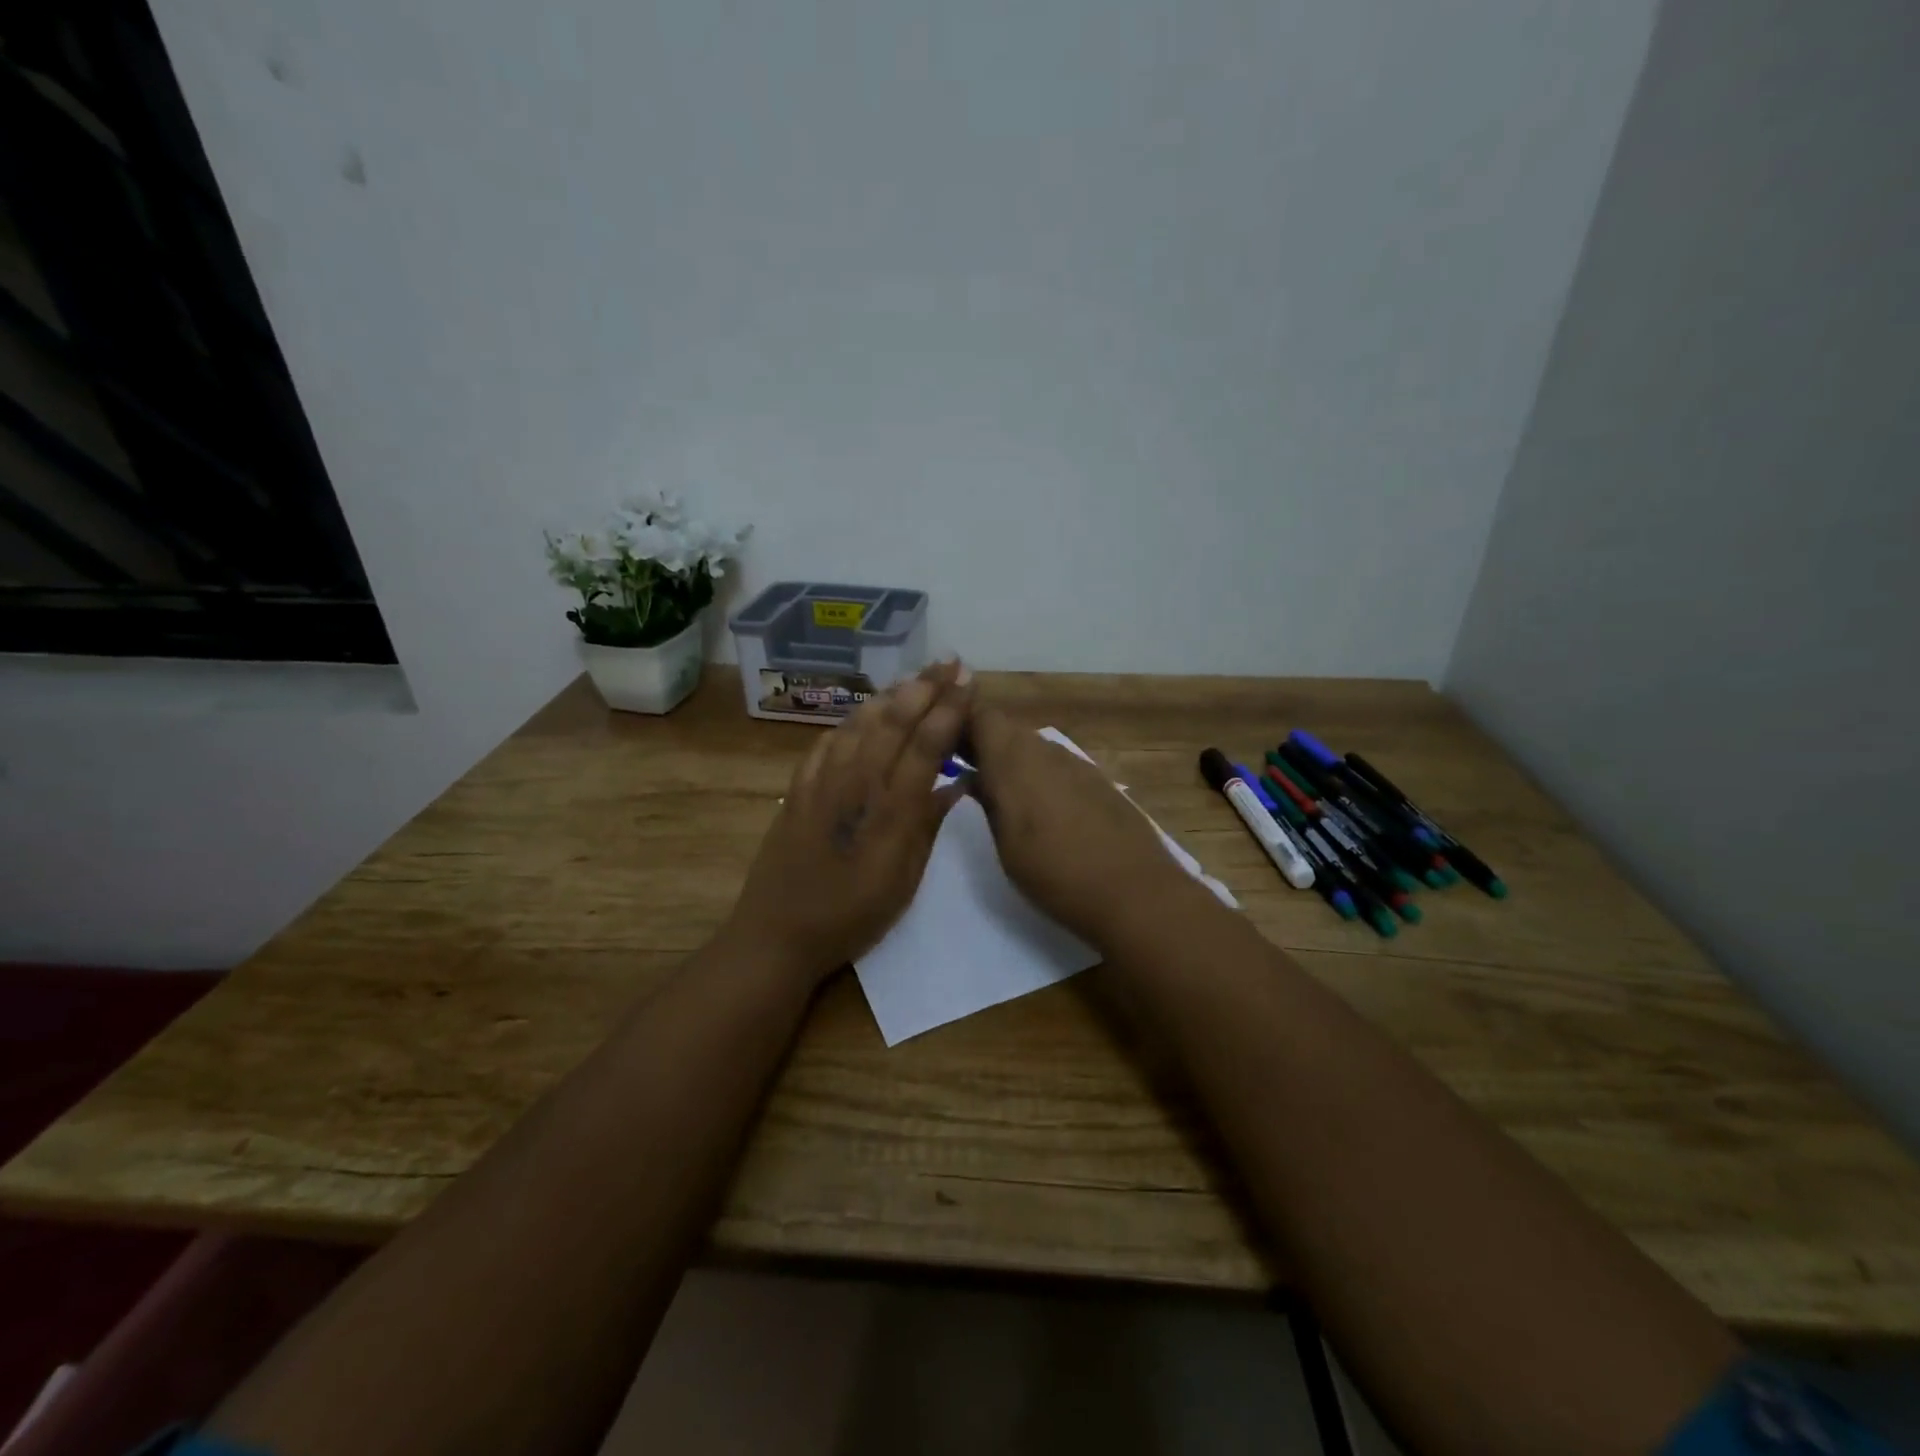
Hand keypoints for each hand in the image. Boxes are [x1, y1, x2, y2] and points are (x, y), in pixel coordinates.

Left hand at [726, 661, 973, 982]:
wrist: (779, 932)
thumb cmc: (853, 915)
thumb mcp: (905, 880)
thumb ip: (928, 825)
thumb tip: (957, 782)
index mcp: (891, 809)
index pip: (926, 744)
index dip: (949, 708)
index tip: (968, 680)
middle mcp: (857, 783)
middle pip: (894, 721)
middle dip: (925, 686)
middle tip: (948, 661)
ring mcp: (823, 781)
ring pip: (860, 723)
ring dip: (890, 695)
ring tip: (913, 678)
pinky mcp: (798, 788)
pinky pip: (828, 742)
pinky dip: (851, 721)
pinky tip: (863, 715)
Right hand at [967, 701, 1196, 947]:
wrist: (1134, 891)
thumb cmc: (1055, 874)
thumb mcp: (1005, 844)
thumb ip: (987, 801)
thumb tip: (974, 777)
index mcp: (1015, 760)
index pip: (980, 716)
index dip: (960, 725)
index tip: (944, 748)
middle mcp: (1047, 750)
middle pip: (1007, 729)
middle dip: (984, 745)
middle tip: (967, 774)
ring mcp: (1078, 764)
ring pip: (1035, 747)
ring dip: (1014, 761)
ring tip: (1003, 796)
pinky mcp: (1100, 781)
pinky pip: (1060, 766)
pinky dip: (1043, 777)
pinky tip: (1045, 811)